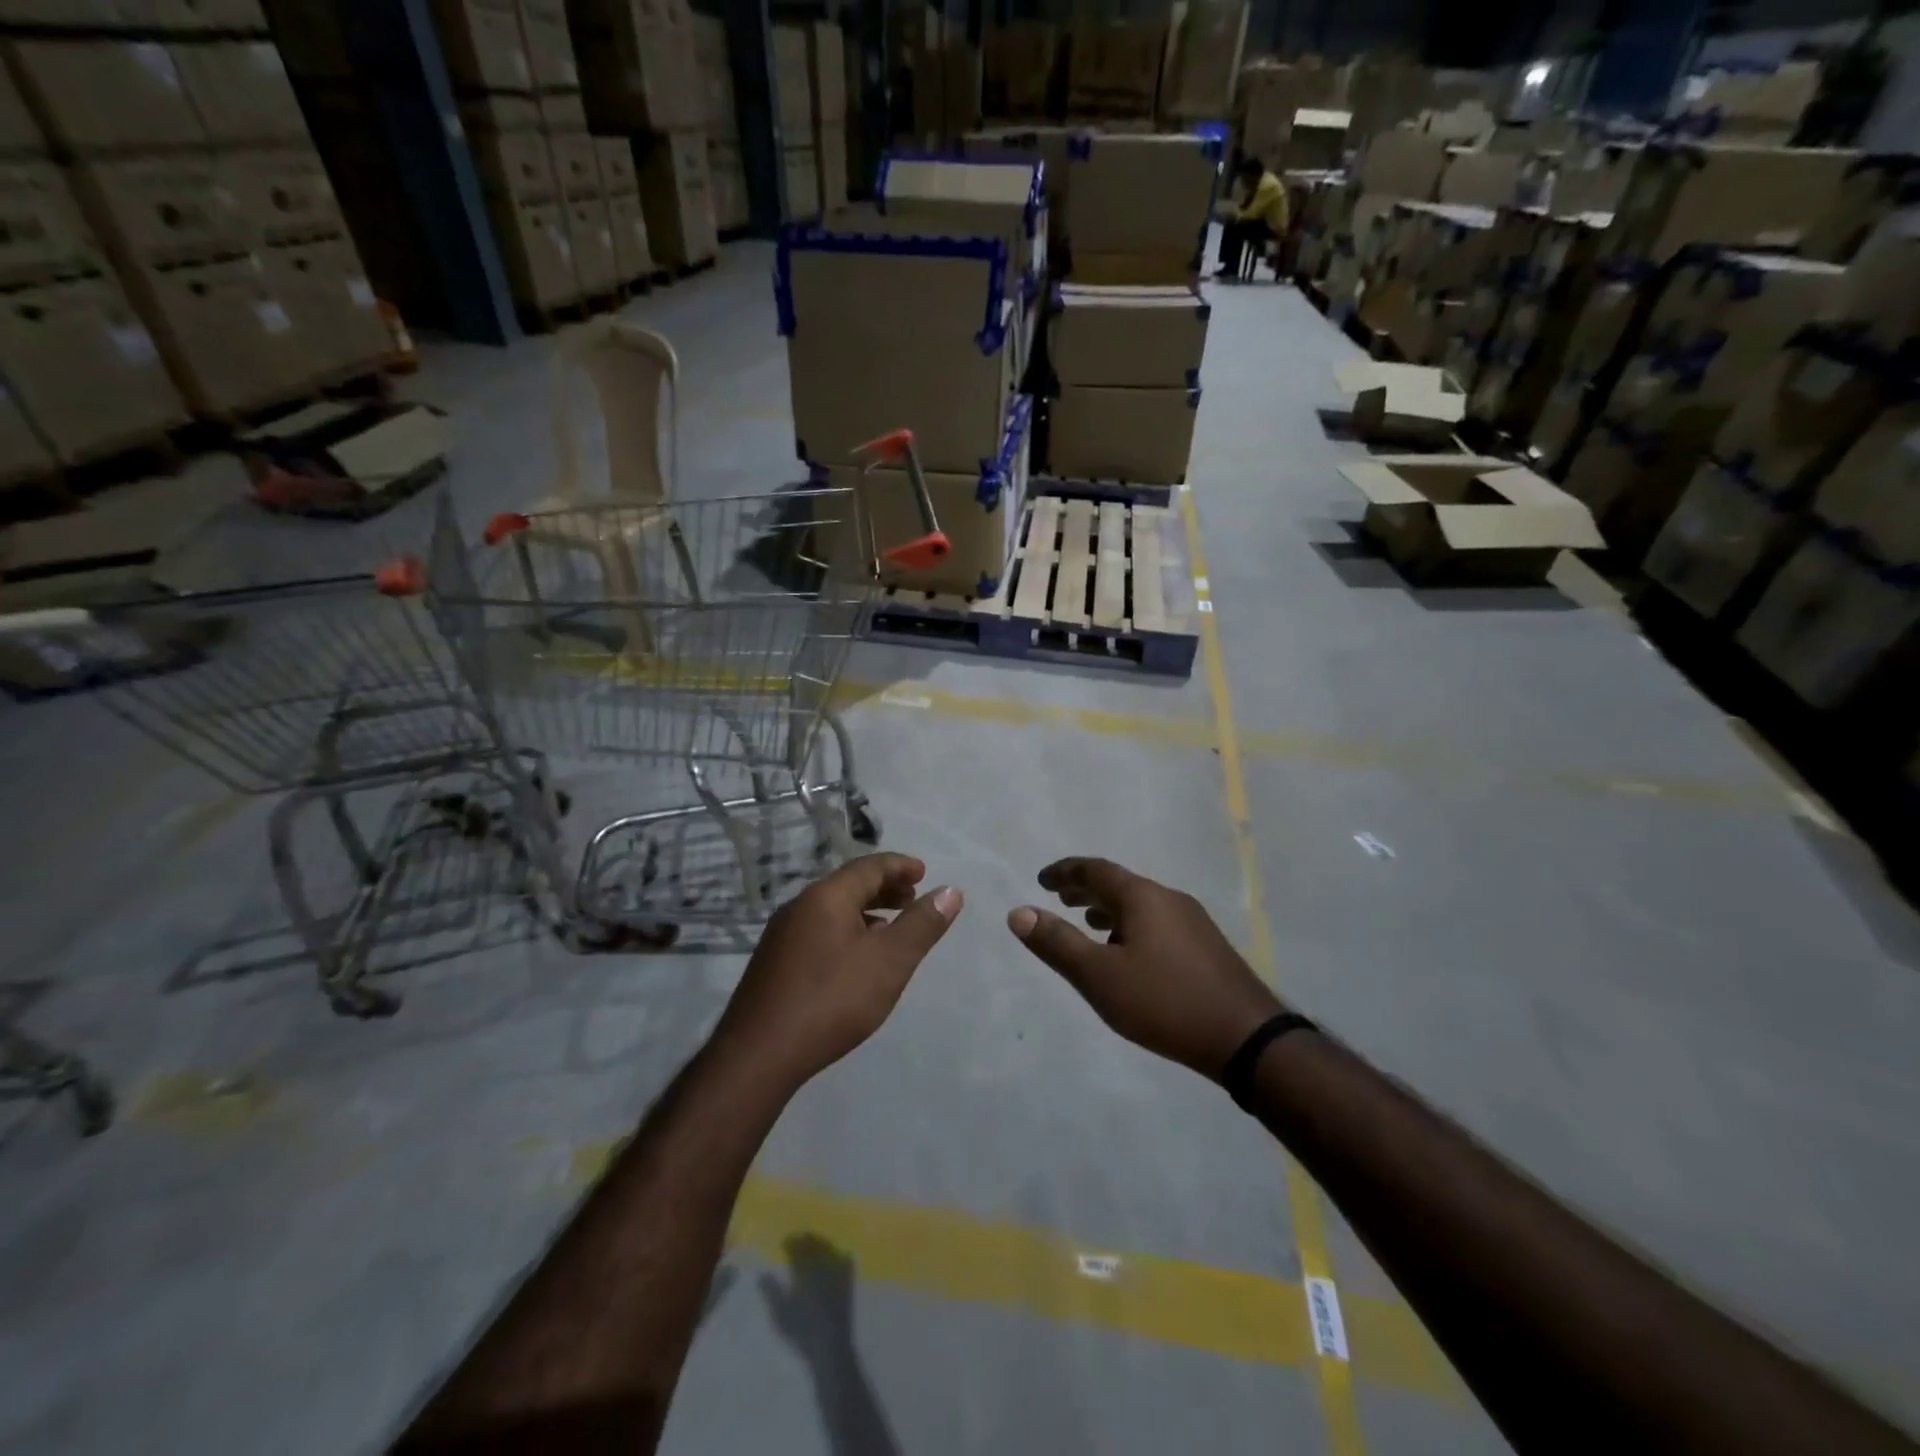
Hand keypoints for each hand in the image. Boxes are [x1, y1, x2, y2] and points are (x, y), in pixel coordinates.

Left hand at [717, 854, 960, 1089]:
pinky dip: (846, 931)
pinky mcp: (774, 963)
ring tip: (890, 928)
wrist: (759, 1055)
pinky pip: (818, 930)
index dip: (900, 866)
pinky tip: (855, 959)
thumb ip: (922, 925)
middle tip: (912, 898)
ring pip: (832, 909)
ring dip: (865, 911)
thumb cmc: (832, 1000)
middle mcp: (800, 906)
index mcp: (826, 896)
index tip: (924, 873)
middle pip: (848, 885)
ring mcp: (782, 935)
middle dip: (884, 887)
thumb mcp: (889, 962)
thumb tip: (950, 891)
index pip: (869, 866)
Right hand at [1008, 857, 1283, 1080]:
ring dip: (1109, 908)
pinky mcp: (1206, 947)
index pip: (1095, 870)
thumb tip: (1018, 912)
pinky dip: (1131, 926)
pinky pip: (1157, 922)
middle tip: (1059, 897)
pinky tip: (1129, 954)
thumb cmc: (1164, 1001)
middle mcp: (1169, 898)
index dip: (1065, 872)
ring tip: (1089, 923)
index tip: (1041, 879)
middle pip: (1120, 884)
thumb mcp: (1098, 975)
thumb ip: (1057, 943)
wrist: (1245, 1038)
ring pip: (1141, 904)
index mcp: (1142, 896)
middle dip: (1086, 888)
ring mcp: (1193, 921)